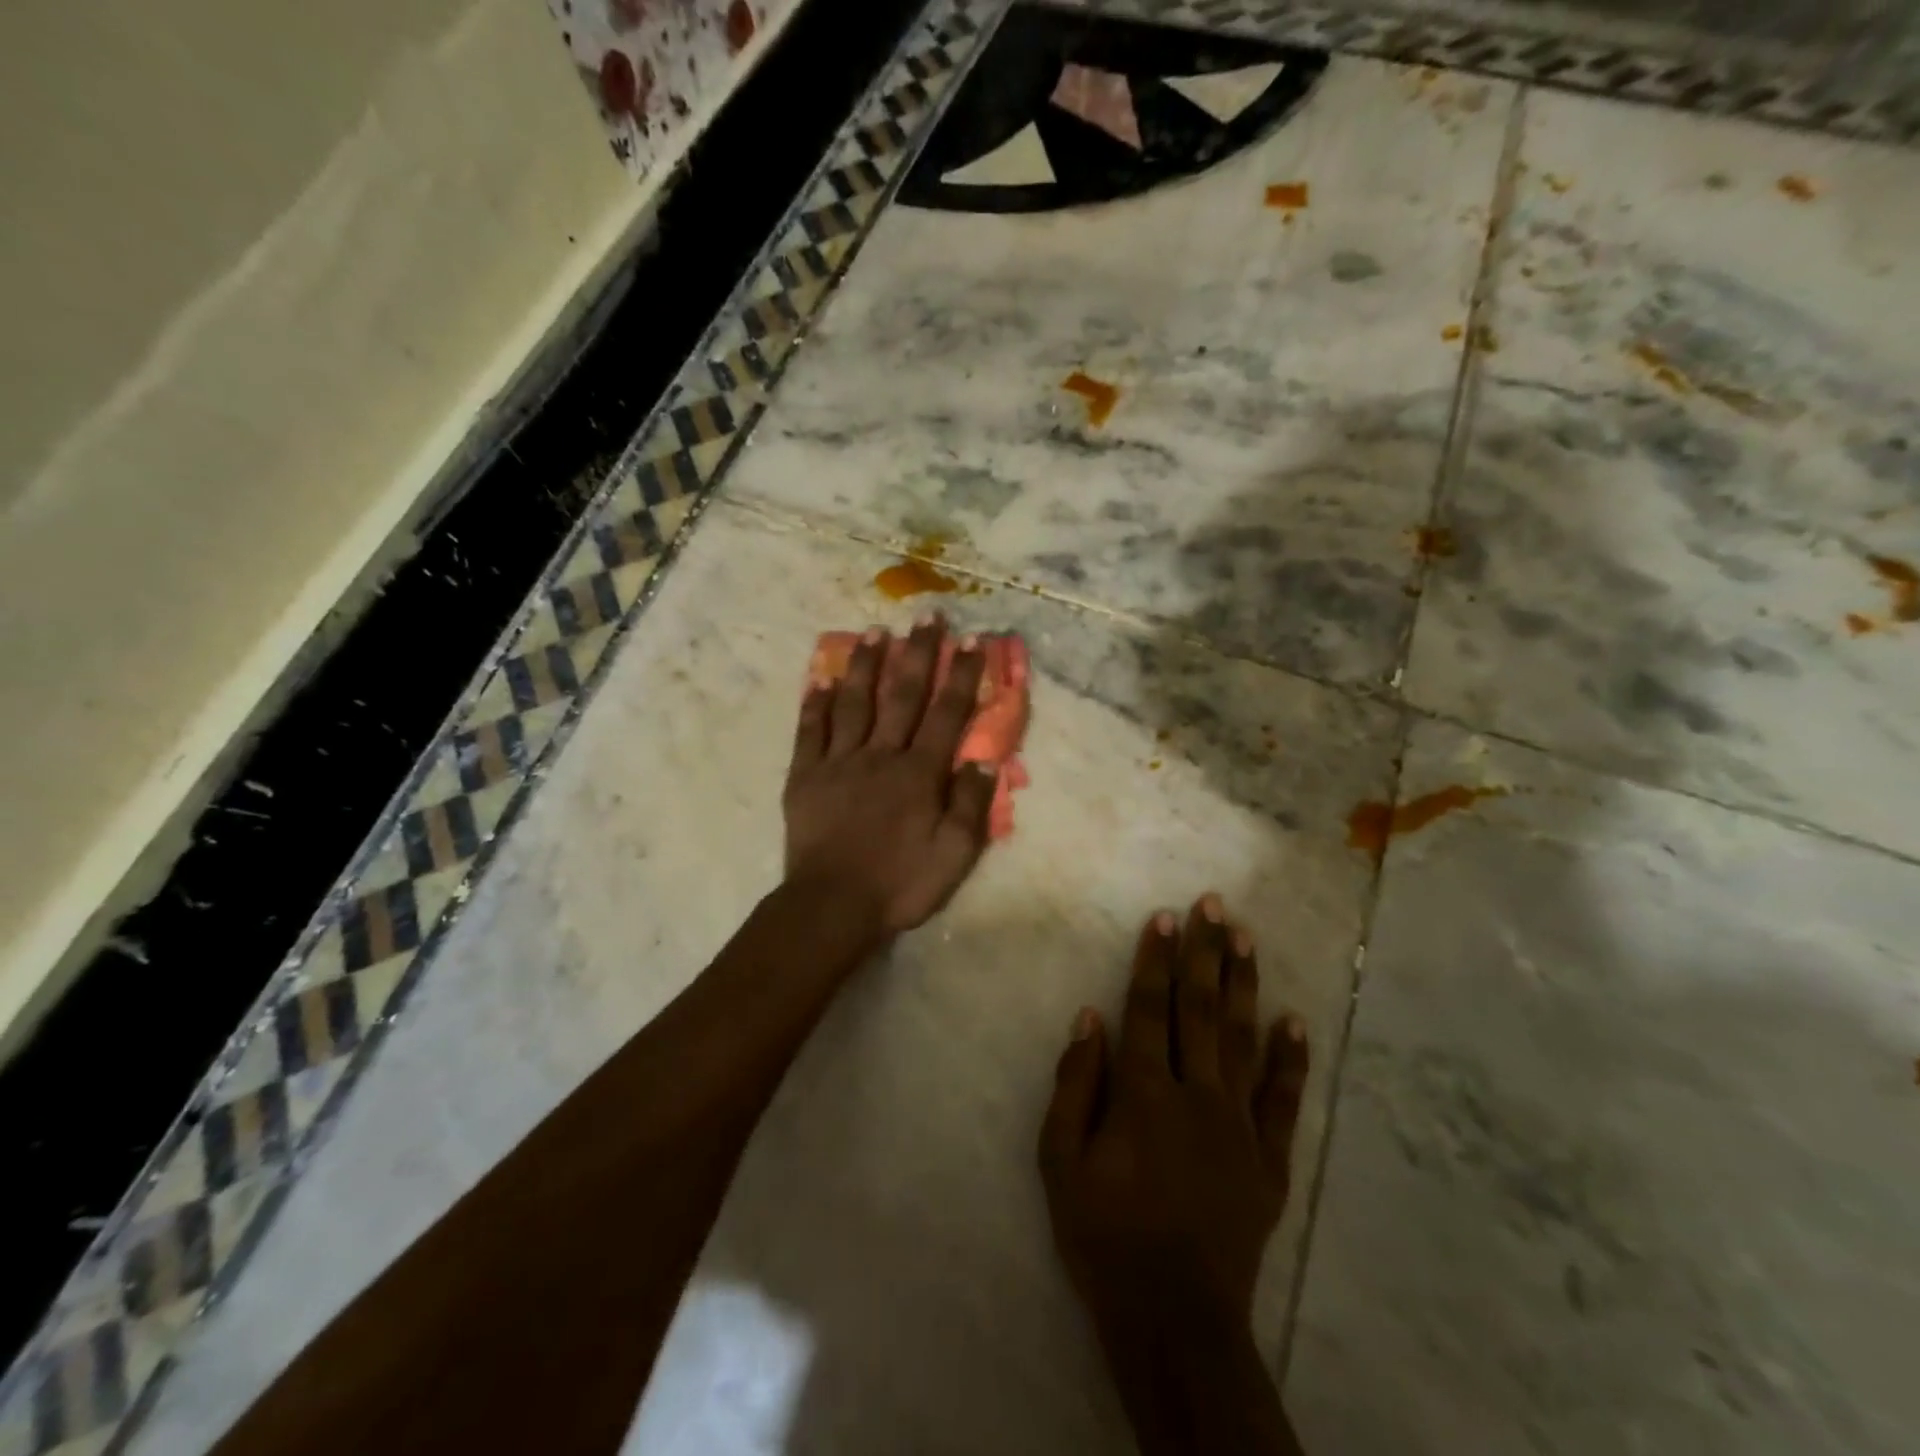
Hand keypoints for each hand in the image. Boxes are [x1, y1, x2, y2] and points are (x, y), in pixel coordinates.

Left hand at [783, 616, 998, 938]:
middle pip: (903, 695)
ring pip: (855, 702)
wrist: (831, 906)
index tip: (970, 641)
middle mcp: (881, 755)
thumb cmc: (899, 883)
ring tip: (875, 631)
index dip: (960, 676)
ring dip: (866, 664)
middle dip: (918, 653)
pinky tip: (820, 678)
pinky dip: (816, 703)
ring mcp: (839, 761)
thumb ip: (970, 805)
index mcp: (919, 773)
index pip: (946, 714)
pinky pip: (811, 730)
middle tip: (926, 615)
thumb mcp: (954, 855)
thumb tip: (985, 759)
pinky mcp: (805, 775)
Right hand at [1039, 895, 1310, 1341]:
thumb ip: (1073, 1085)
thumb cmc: (1105, 1234)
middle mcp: (1195, 1096)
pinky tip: (1296, 1022)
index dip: (1155, 961)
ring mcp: (1239, 1126)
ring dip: (1244, 986)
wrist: (1174, 1318)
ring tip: (1247, 939)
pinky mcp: (1269, 1160)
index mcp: (1143, 1094)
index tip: (1165, 918)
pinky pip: (1284, 1101)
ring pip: (1242, 1041)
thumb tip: (1089, 1019)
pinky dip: (1291, 1059)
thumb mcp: (1060, 1163)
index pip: (1148, 1010)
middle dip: (1205, 953)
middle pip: (1200, 1010)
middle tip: (1214, 905)